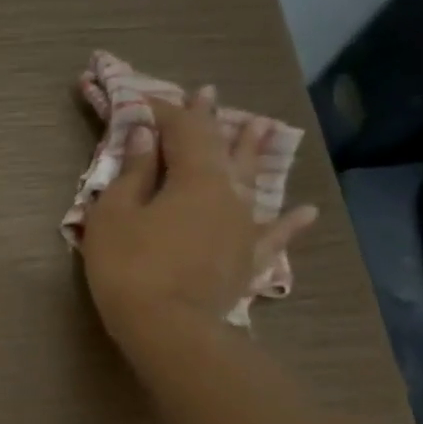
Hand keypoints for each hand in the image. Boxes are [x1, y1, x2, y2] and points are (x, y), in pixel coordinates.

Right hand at [81, 95, 316, 346]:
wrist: (168, 329)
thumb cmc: (130, 267)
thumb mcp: (115, 214)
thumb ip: (134, 172)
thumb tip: (148, 135)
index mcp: (195, 176)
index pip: (183, 129)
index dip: (165, 110)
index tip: (146, 99)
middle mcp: (228, 192)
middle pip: (221, 147)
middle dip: (212, 120)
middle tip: (210, 94)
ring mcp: (244, 226)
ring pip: (253, 181)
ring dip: (254, 152)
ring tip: (264, 127)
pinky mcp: (248, 259)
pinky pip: (273, 236)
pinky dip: (288, 224)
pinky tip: (306, 212)